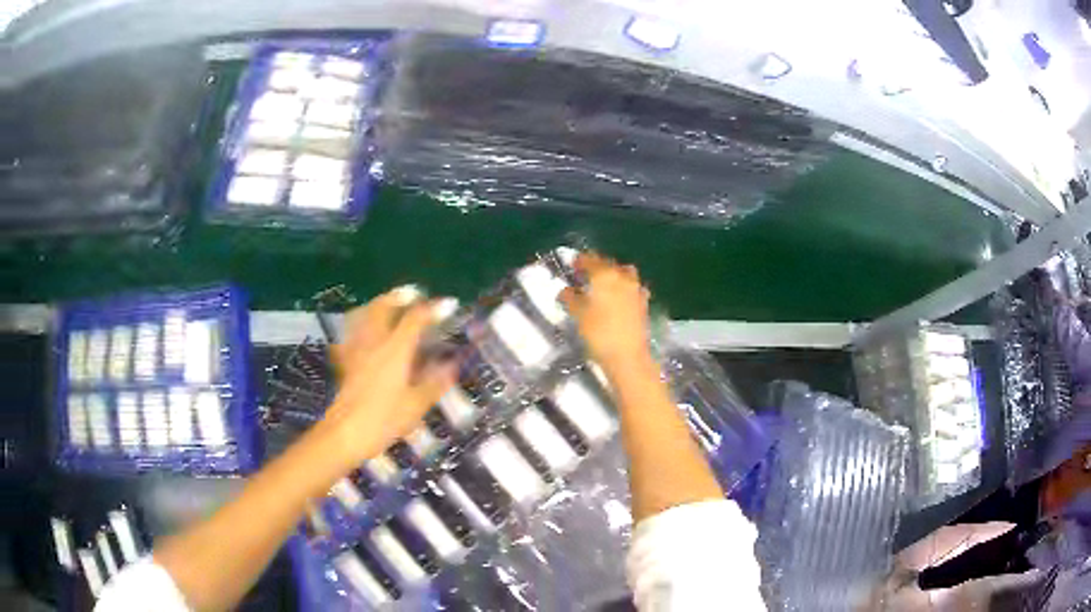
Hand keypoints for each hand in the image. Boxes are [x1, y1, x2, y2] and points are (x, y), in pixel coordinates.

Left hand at [318, 286, 457, 468]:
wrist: (344, 434)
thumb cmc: (383, 420)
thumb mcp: (416, 405)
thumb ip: (434, 383)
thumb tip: (452, 365)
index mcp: (395, 350)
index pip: (415, 319)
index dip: (433, 308)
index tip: (449, 304)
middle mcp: (375, 343)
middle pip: (384, 307)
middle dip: (400, 296)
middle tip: (414, 295)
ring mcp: (357, 350)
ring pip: (365, 315)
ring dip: (379, 304)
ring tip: (390, 304)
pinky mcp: (346, 362)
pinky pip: (353, 333)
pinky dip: (362, 324)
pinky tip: (366, 333)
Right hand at [560, 252, 651, 369]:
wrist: (628, 356)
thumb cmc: (599, 333)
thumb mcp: (579, 315)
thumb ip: (571, 298)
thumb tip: (566, 290)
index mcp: (604, 275)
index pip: (591, 260)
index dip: (580, 260)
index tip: (572, 264)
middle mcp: (622, 277)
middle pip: (608, 264)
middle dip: (597, 267)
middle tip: (585, 275)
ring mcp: (636, 289)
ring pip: (624, 273)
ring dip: (613, 274)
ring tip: (603, 285)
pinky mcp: (643, 302)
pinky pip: (632, 287)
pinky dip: (624, 287)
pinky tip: (617, 298)